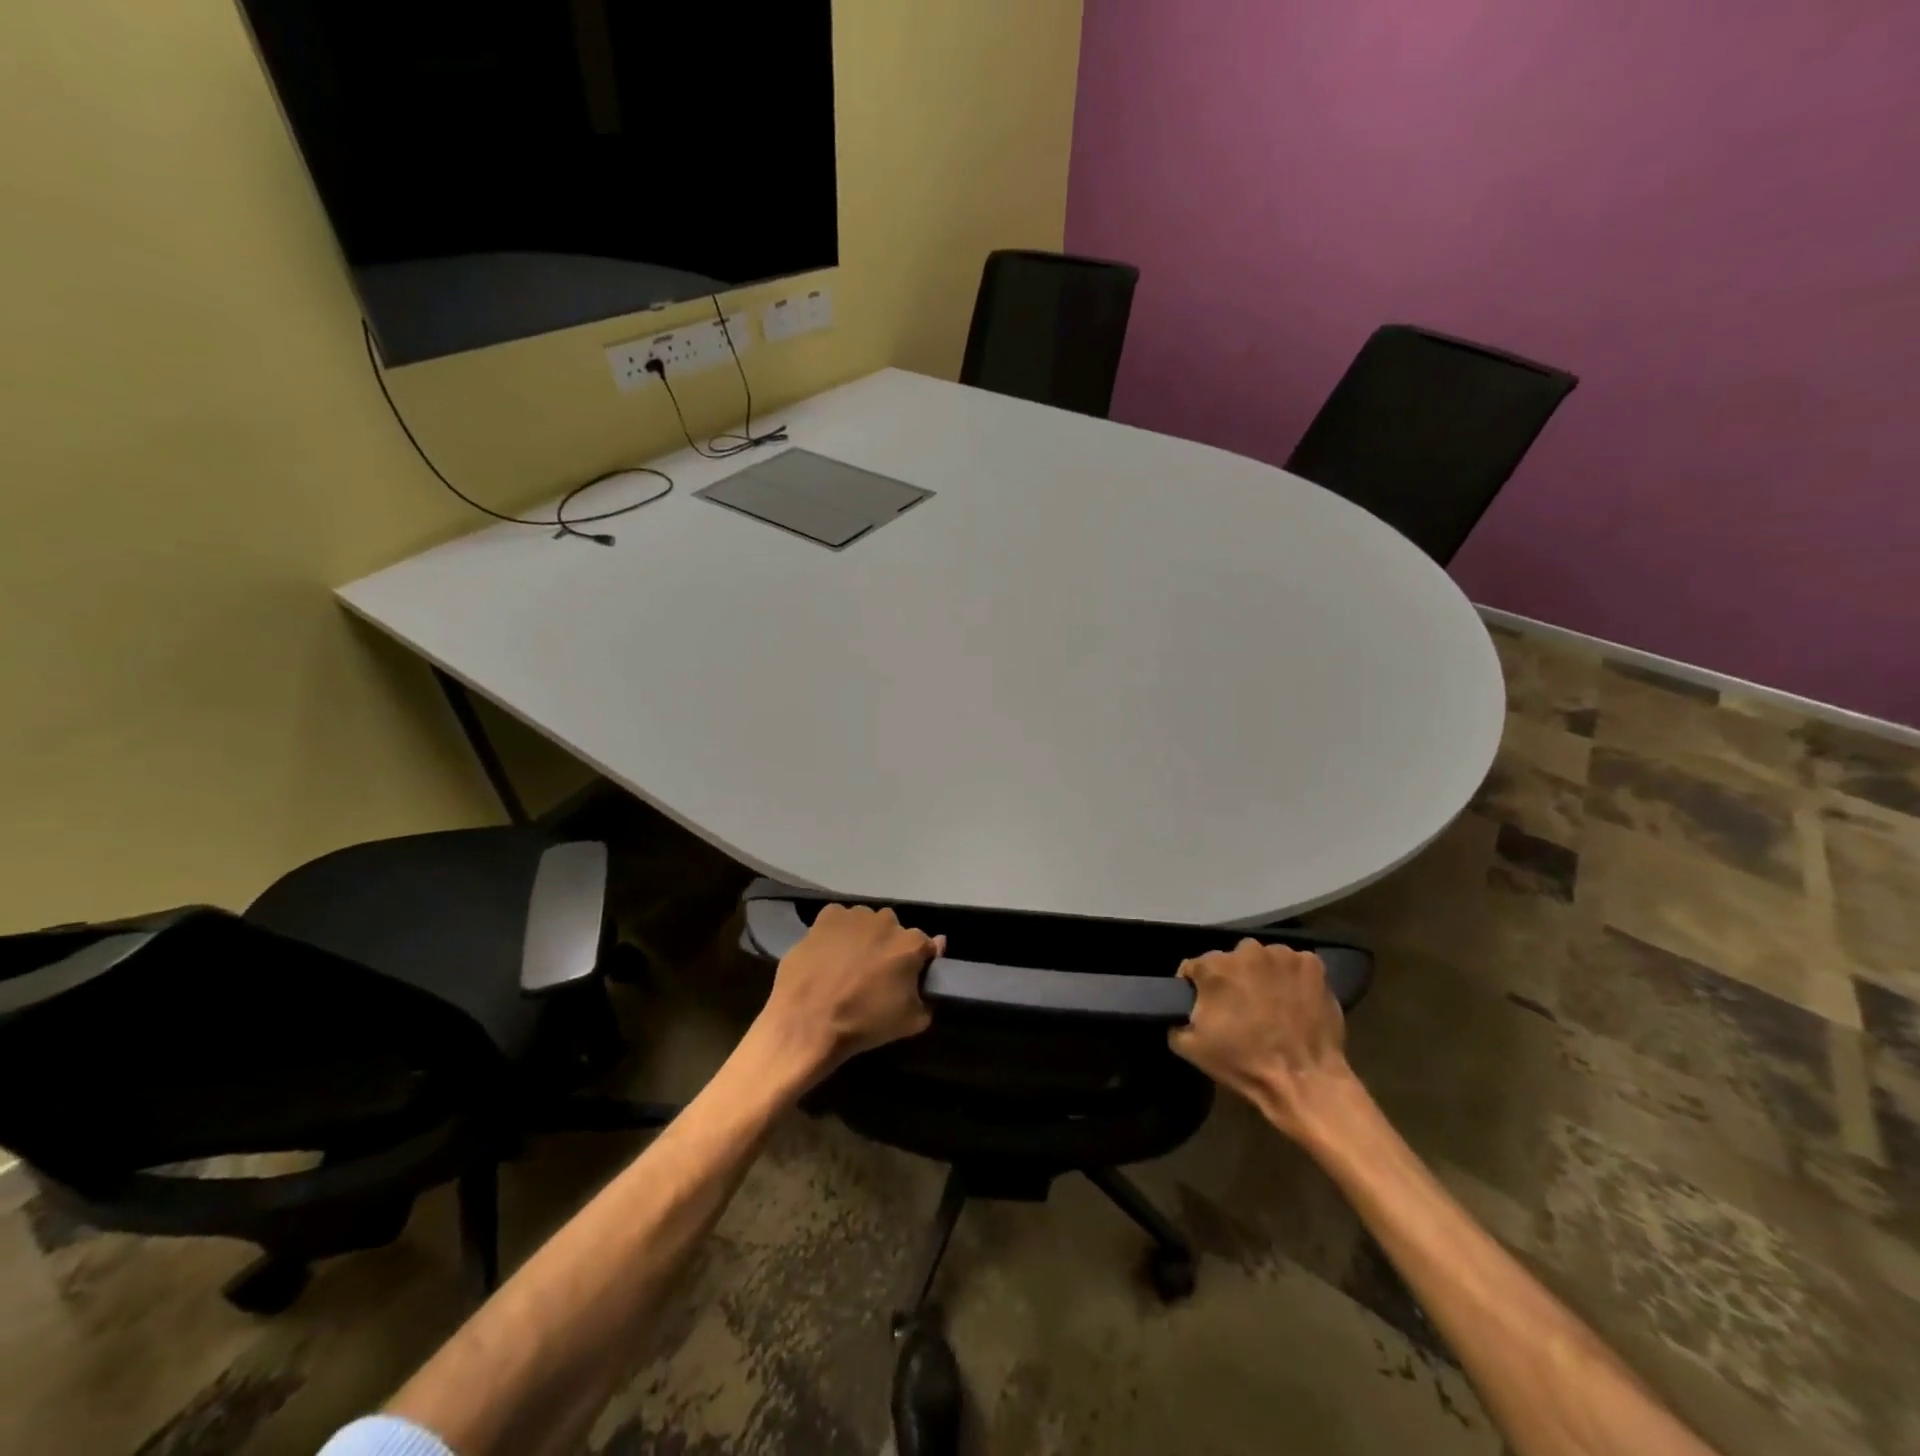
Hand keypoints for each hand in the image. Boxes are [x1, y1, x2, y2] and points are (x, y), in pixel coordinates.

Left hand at [754, 904, 944, 1083]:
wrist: (807, 1022)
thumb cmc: (863, 1023)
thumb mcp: (910, 1022)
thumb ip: (929, 993)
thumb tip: (933, 964)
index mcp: (911, 944)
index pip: (925, 946)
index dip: (917, 963)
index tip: (907, 979)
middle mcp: (886, 921)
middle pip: (894, 932)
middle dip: (888, 948)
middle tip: (874, 974)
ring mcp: (855, 915)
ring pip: (866, 923)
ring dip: (863, 938)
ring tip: (847, 965)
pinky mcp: (826, 917)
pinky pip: (839, 920)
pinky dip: (837, 932)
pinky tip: (828, 953)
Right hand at [1169, 939, 1355, 1141]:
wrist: (1304, 1081)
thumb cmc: (1244, 1063)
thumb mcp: (1190, 1048)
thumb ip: (1175, 1019)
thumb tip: (1177, 1010)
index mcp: (1213, 967)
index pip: (1194, 968)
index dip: (1197, 988)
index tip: (1206, 1007)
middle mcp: (1246, 951)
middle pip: (1230, 960)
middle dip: (1232, 979)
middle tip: (1241, 1008)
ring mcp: (1282, 955)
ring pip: (1263, 959)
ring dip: (1262, 976)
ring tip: (1271, 1004)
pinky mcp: (1312, 964)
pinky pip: (1294, 964)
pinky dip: (1292, 978)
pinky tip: (1295, 1001)